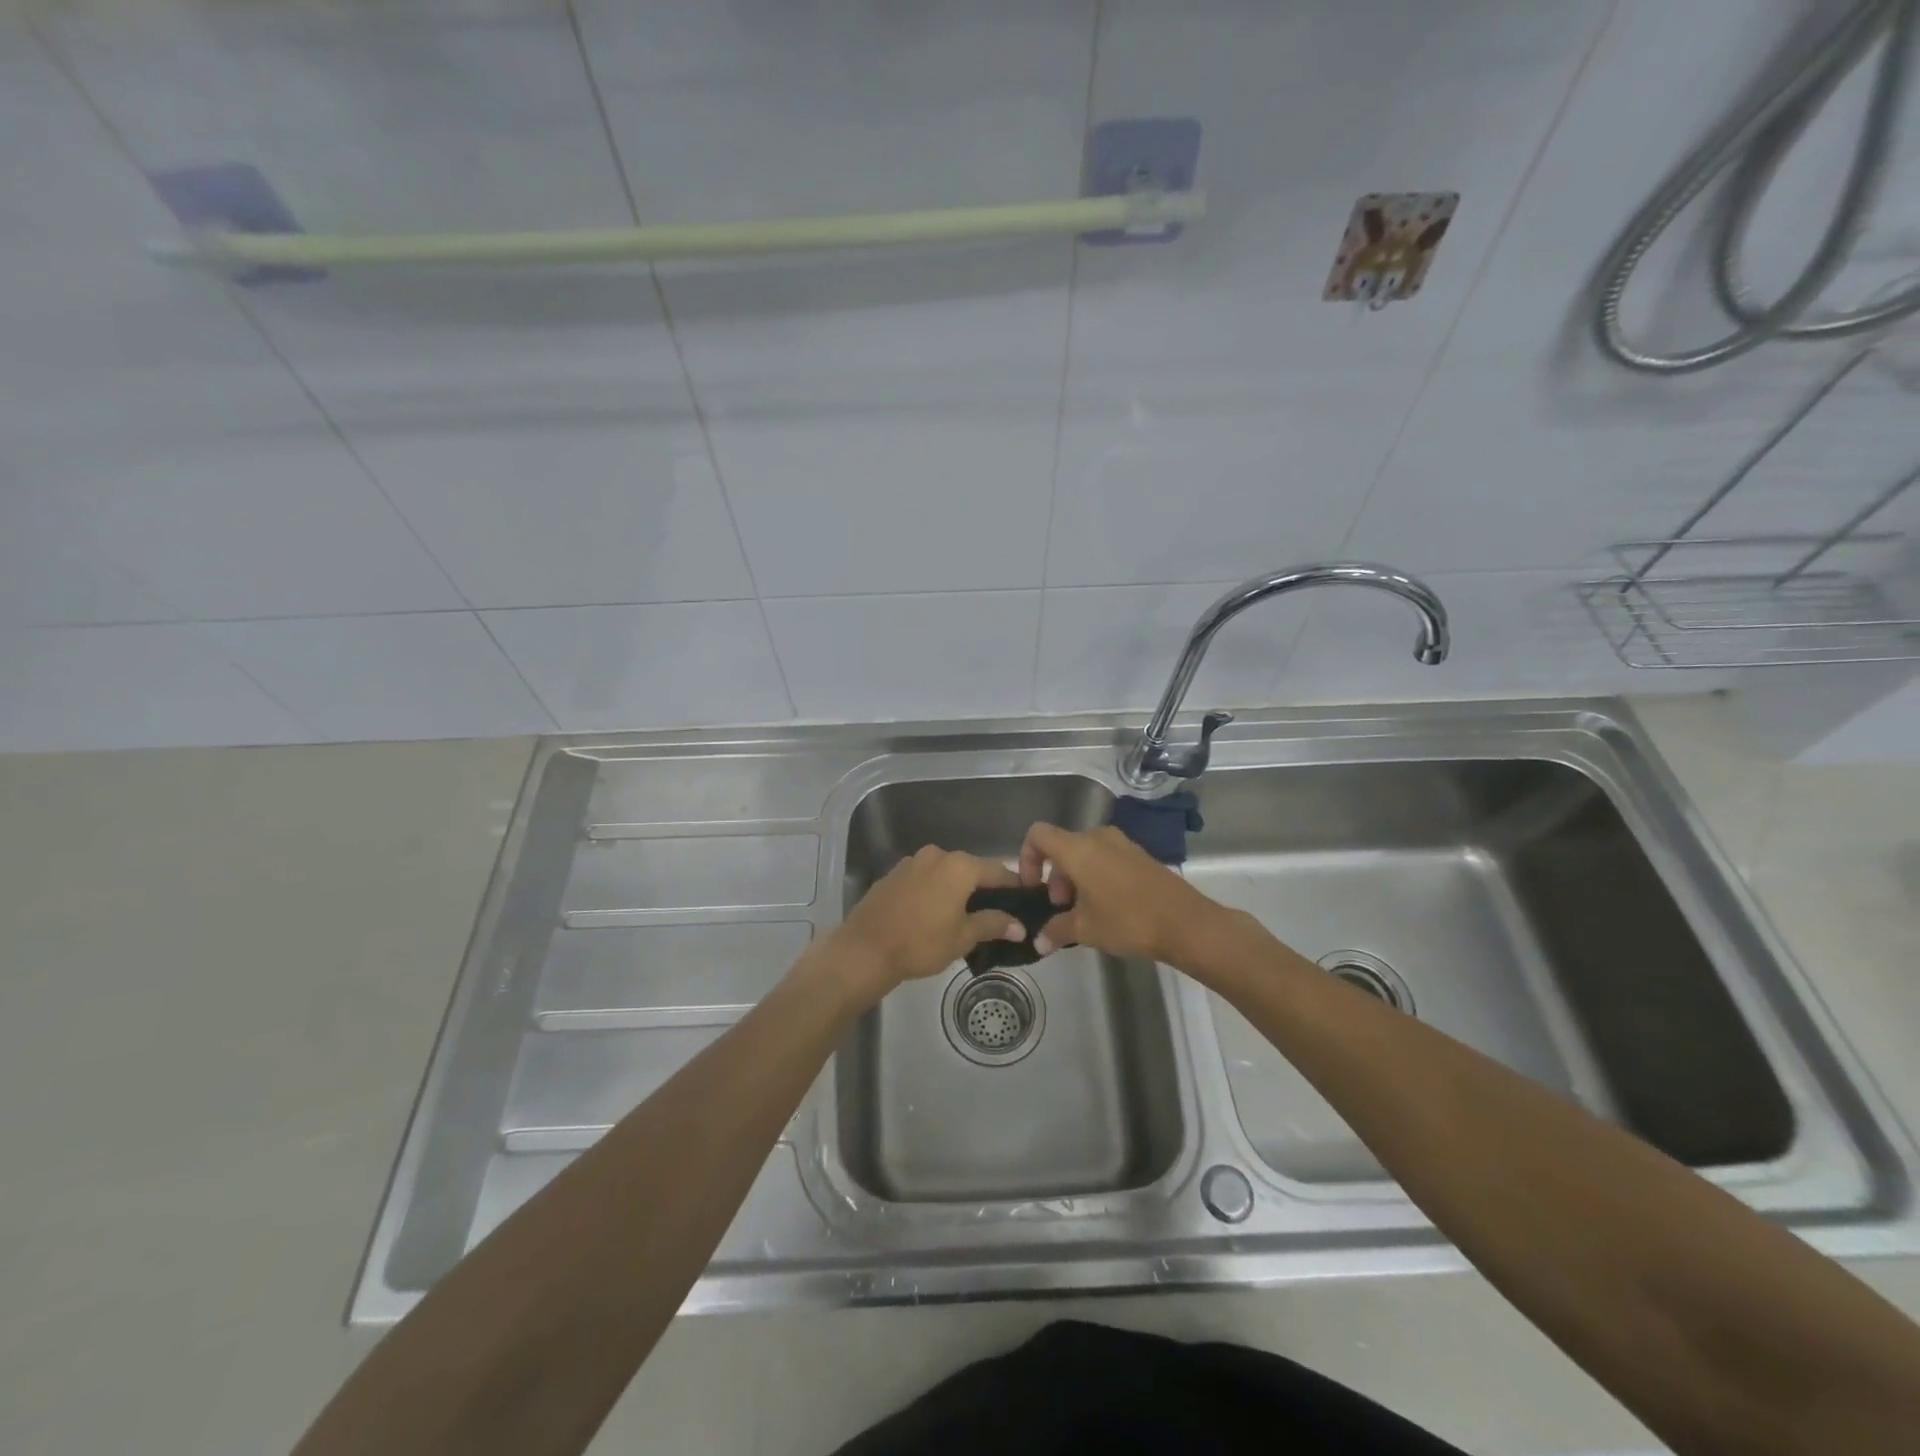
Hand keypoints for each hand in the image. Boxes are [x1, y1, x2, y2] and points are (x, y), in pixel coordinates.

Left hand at [828, 846, 1025, 999]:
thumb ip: (993, 924)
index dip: (1013, 886)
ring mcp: (912, 862)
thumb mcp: (963, 937)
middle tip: (996, 911)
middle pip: (970, 868)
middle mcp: (937, 855)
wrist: (865, 949)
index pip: (997, 870)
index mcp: (959, 866)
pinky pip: (924, 878)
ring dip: (957, 888)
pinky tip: (933, 911)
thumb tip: (1019, 925)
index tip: (1024, 900)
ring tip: (964, 913)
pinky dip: (934, 889)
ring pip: (945, 872)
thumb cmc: (921, 943)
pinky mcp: (893, 874)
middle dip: (984, 887)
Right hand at [1017, 822, 1224, 964]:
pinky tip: (1107, 906)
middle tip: (1062, 908)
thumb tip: (1038, 941)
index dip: (1027, 858)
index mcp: (1077, 848)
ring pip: (1085, 853)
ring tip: (1084, 911)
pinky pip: (1105, 857)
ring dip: (1075, 878)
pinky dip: (1096, 875)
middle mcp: (1097, 837)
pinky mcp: (1139, 854)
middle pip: (1062, 846)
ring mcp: (1121, 843)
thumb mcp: (1085, 929)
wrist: (1185, 922)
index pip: (1038, 835)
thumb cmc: (1126, 920)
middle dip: (1054, 876)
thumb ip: (1056, 930)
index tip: (1034, 888)